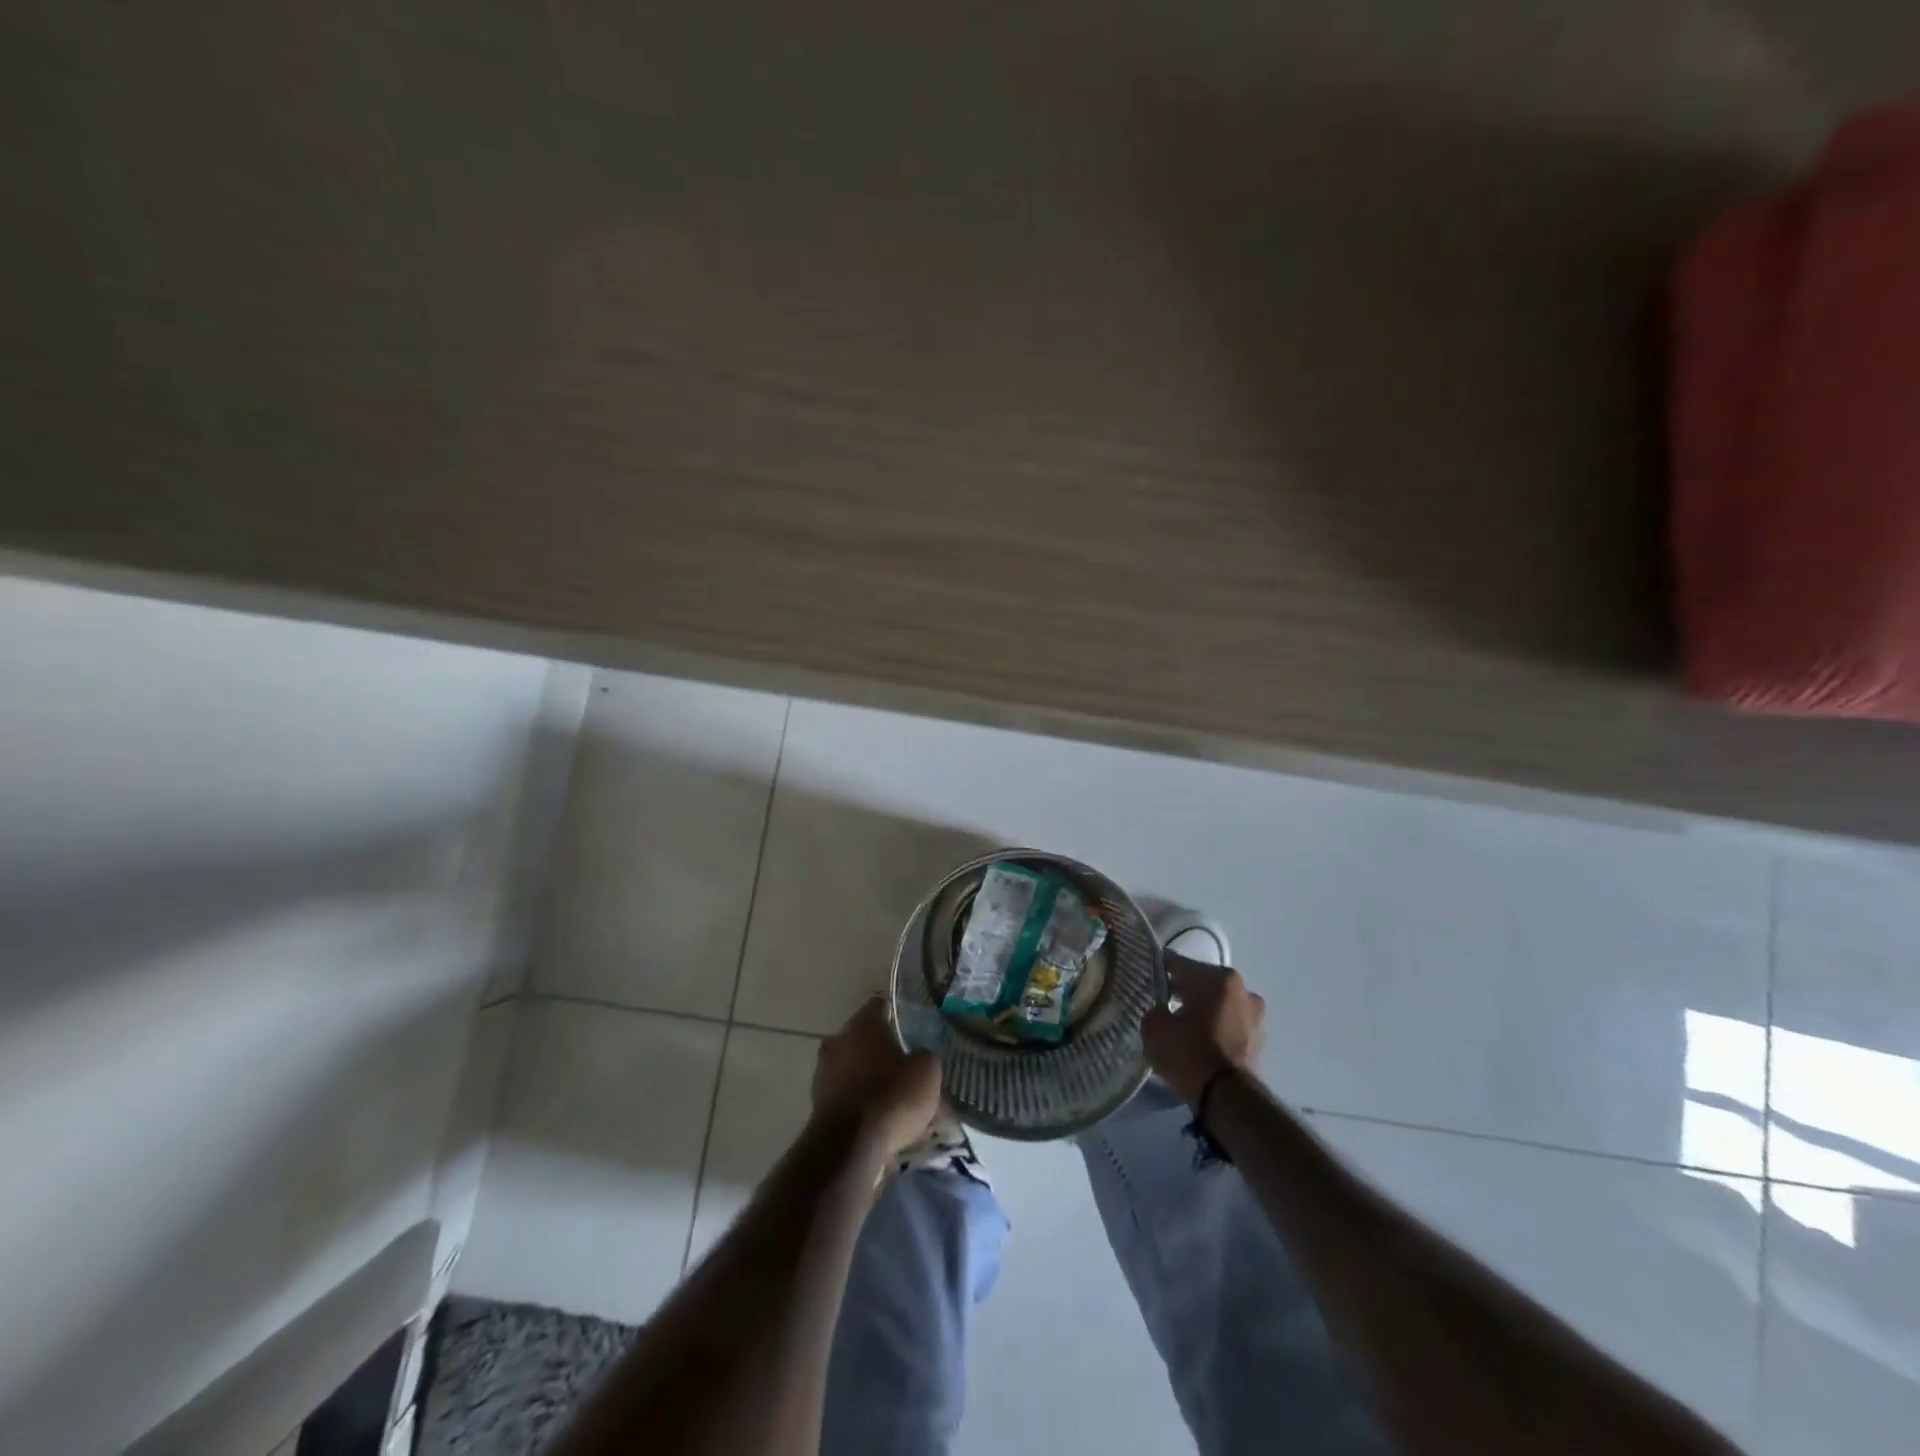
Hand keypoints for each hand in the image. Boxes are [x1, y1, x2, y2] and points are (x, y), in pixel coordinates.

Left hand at [812, 998, 942, 1157]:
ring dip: (866, 1076)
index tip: (912, 1028)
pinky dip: (857, 1100)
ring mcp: (822, 1071)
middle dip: (880, 1049)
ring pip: (851, 1066)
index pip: (881, 1005)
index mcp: (863, 1023)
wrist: (849, 1147)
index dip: (897, 1015)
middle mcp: (838, 1039)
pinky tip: (875, 1117)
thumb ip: (924, 1056)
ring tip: (891, 1096)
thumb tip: (919, 1056)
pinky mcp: (816, 1102)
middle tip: (903, 1065)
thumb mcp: (926, 1072)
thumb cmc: (891, 1097)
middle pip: (863, 1037)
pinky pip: (843, 1093)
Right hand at [1143, 952, 1266, 1105]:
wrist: (1226, 1099)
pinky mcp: (1259, 1044)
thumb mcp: (1154, 1027)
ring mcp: (1256, 1018)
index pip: (1180, 964)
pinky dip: (1215, 1031)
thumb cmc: (1189, 1052)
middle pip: (1203, 984)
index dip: (1159, 970)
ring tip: (1181, 1028)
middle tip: (1161, 1004)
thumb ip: (1154, 1010)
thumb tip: (1159, 1011)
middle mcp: (1244, 991)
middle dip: (1184, 992)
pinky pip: (1228, 1028)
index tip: (1145, 978)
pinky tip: (1197, 1045)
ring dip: (1202, 1013)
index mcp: (1220, 978)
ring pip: (1219, 1007)